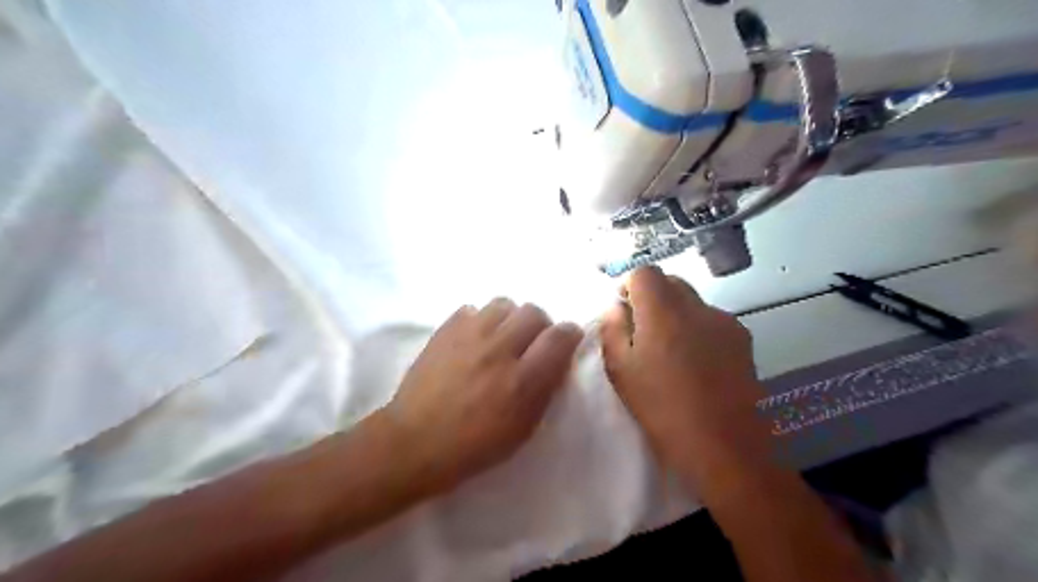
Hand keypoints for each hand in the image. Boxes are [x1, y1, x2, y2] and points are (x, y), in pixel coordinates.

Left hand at [389, 301, 582, 495]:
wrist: (414, 441)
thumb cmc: (473, 446)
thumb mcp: (522, 429)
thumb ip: (544, 390)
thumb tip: (555, 361)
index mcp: (523, 380)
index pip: (560, 337)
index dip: (570, 334)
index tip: (567, 341)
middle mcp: (499, 350)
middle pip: (533, 312)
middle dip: (540, 325)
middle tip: (530, 344)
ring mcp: (469, 335)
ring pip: (504, 303)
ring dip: (510, 319)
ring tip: (501, 338)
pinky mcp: (445, 330)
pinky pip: (473, 309)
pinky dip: (480, 321)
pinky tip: (474, 340)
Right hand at [601, 266, 768, 491]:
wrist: (725, 447)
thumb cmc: (662, 409)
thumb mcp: (620, 371)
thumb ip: (612, 329)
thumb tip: (616, 306)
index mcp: (663, 311)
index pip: (645, 272)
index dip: (629, 285)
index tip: (623, 310)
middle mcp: (697, 307)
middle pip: (670, 282)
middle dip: (651, 297)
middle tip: (641, 331)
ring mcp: (724, 321)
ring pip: (692, 301)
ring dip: (675, 313)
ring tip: (670, 351)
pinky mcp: (743, 339)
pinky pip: (711, 320)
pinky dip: (697, 329)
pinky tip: (696, 363)